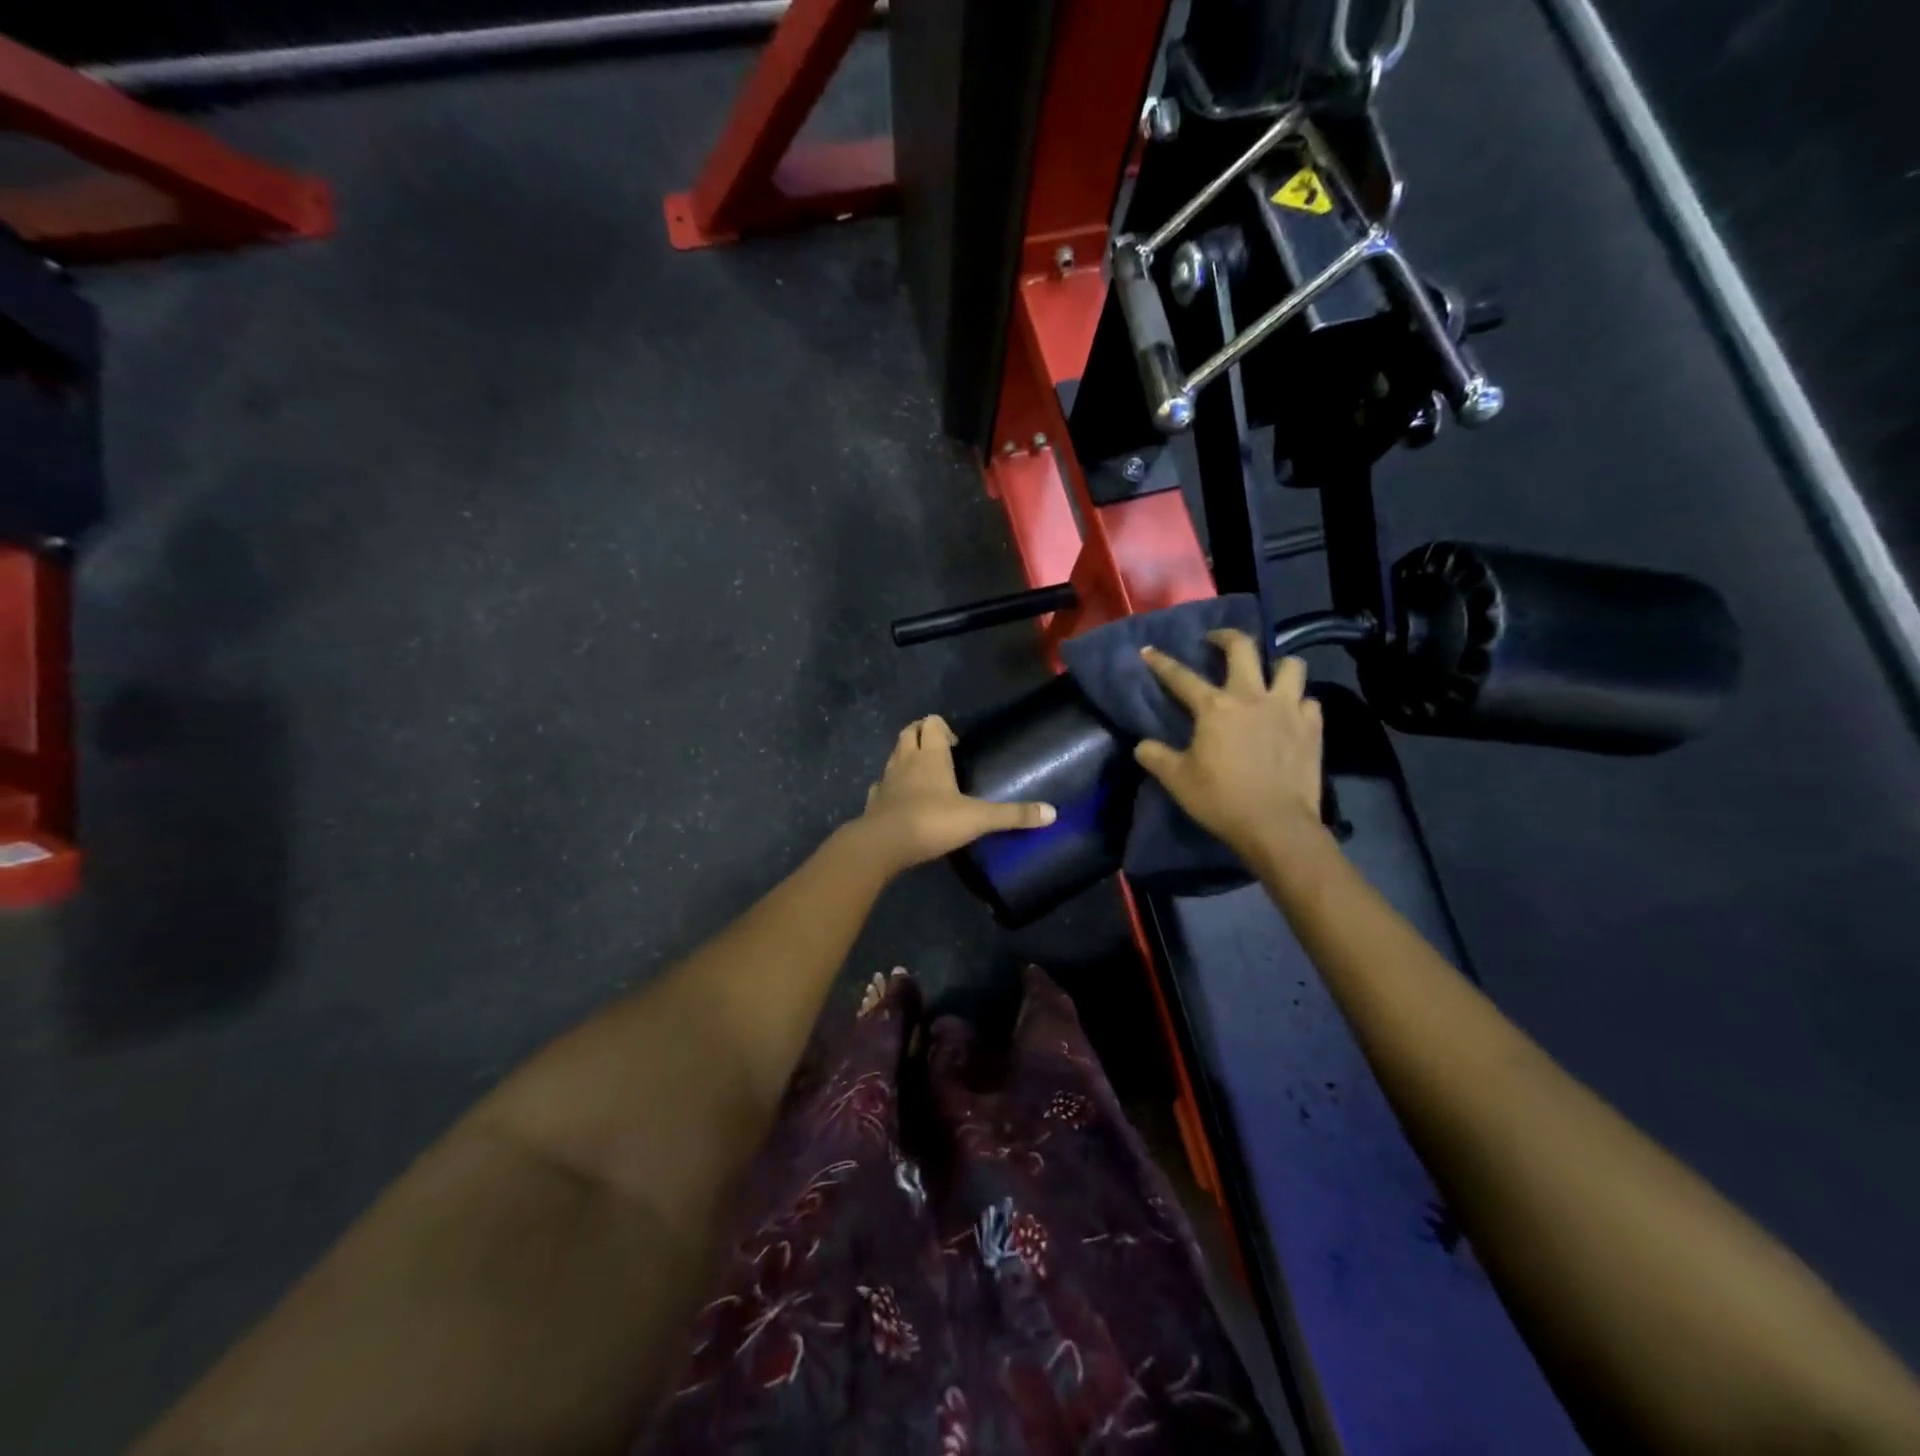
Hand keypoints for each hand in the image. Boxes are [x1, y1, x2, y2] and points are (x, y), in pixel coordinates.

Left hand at [856, 715, 1055, 874]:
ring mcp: (886, 780)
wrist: (882, 844)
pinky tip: (901, 800)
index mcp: (930, 755)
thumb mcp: (978, 819)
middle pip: (909, 732)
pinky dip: (890, 786)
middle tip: (941, 753)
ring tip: (924, 776)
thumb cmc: (931, 821)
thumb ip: (1013, 815)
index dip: (942, 727)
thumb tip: (1052, 813)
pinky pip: (881, 785)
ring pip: (894, 756)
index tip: (957, 746)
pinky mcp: (873, 801)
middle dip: (922, 735)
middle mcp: (905, 760)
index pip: (932, 723)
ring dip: (906, 758)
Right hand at [1135, 631, 1324, 860]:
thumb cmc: (1221, 800)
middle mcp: (1252, 696)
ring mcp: (1287, 708)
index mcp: (1215, 707)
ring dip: (1276, 665)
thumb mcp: (1177, 780)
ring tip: (1266, 675)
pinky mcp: (1313, 727)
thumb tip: (1142, 745)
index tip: (1148, 651)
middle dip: (1226, 637)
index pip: (1181, 676)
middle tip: (1216, 641)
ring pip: (1290, 665)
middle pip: (1243, 648)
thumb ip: (1156, 757)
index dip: (1161, 662)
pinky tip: (1289, 714)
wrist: (1276, 825)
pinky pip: (1308, 700)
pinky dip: (1298, 702)